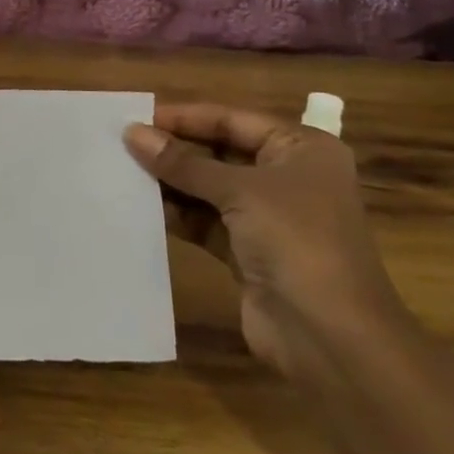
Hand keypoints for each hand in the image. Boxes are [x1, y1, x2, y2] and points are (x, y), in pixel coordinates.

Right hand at [122, 103, 406, 378]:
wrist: (331, 337)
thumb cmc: (296, 241)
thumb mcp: (239, 191)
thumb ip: (183, 163)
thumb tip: (132, 133)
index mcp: (301, 149)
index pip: (232, 120)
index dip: (185, 117)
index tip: (136, 116)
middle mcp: (287, 177)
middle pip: (220, 151)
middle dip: (174, 149)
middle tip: (122, 143)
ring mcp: (268, 217)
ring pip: (208, 188)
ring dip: (171, 181)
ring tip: (122, 170)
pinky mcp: (248, 251)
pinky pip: (205, 221)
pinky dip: (177, 213)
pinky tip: (140, 206)